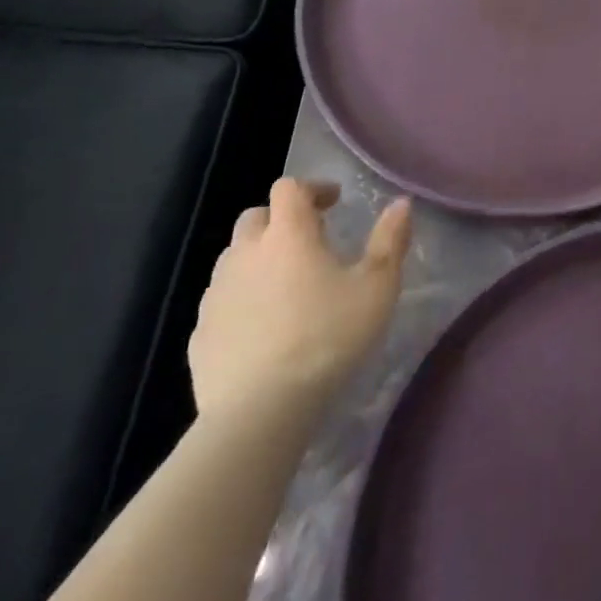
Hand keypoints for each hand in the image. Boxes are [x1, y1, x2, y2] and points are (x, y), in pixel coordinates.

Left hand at [189, 178, 411, 424]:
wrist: (258, 412)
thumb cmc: (327, 338)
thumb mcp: (377, 288)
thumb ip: (390, 240)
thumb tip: (402, 202)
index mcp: (287, 234)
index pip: (289, 188)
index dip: (312, 188)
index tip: (334, 202)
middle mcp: (245, 254)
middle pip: (255, 218)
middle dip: (281, 220)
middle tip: (309, 240)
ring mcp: (216, 294)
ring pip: (234, 258)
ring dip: (258, 259)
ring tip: (285, 284)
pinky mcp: (199, 333)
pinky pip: (221, 301)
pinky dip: (241, 299)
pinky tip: (262, 326)